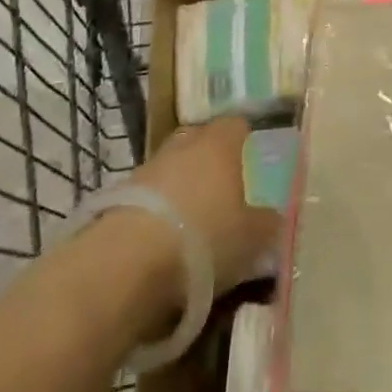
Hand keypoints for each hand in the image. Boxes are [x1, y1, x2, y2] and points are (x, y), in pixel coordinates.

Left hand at [131, 116, 280, 299]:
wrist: (126, 265)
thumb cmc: (205, 237)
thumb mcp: (253, 237)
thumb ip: (268, 223)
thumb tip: (273, 217)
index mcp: (218, 143)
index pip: (236, 125)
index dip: (245, 140)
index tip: (253, 160)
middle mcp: (182, 146)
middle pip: (200, 142)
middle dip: (210, 161)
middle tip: (225, 189)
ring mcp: (146, 170)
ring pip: (171, 170)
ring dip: (181, 189)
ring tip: (194, 222)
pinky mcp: (117, 200)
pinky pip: (148, 199)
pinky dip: (158, 213)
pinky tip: (166, 241)